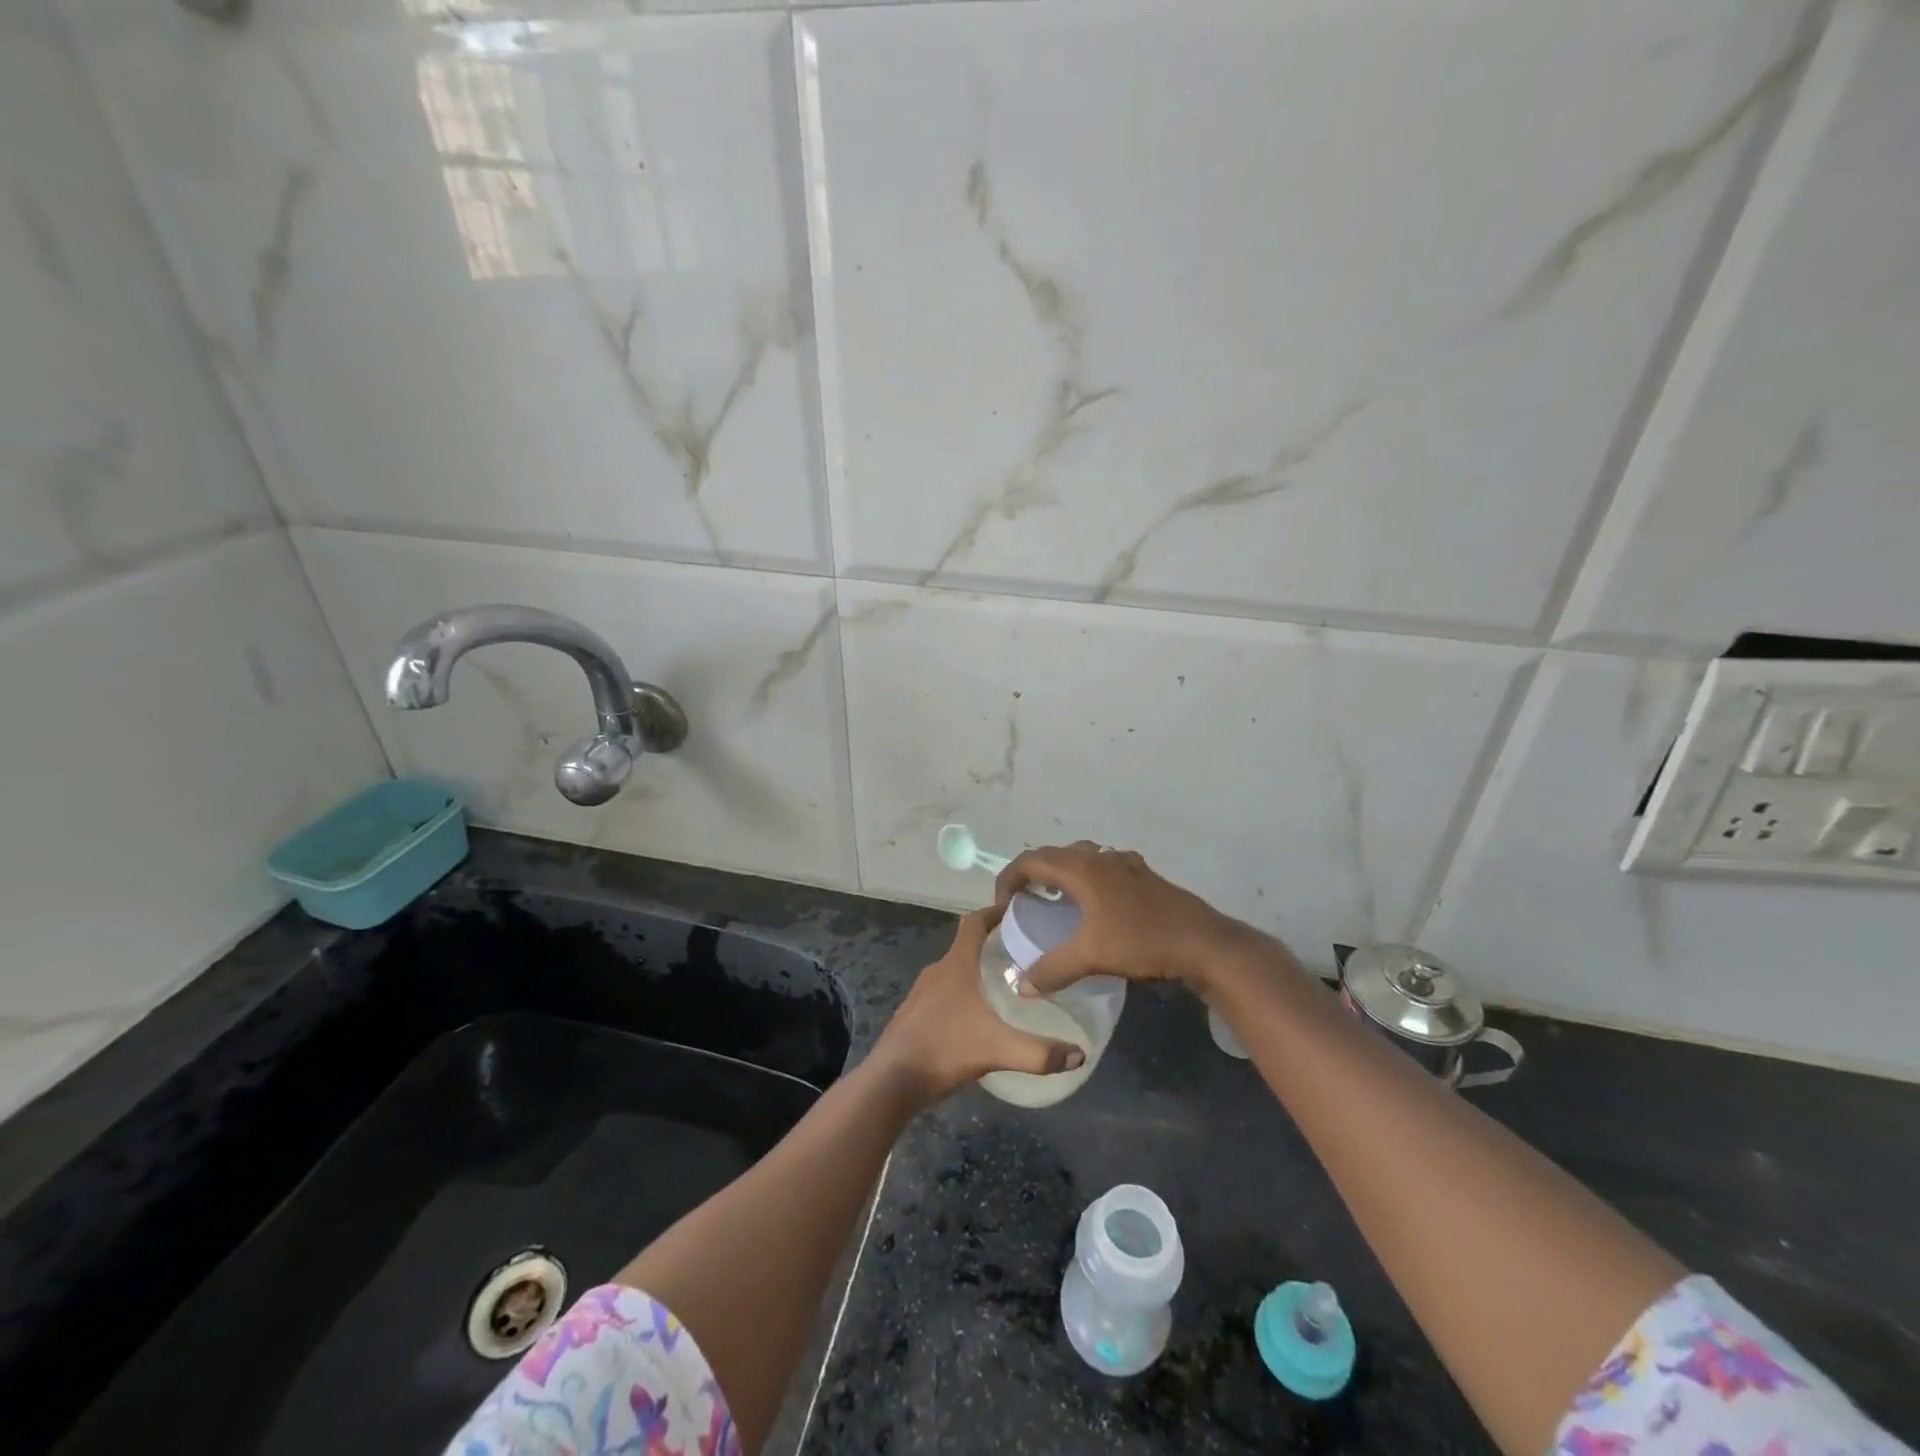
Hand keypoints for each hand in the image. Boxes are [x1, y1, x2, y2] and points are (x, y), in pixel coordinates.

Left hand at [867, 907, 1086, 1105]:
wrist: (891, 1081)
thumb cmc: (944, 1050)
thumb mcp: (996, 1050)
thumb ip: (1039, 1052)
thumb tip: (1080, 1053)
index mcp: (955, 965)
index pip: (974, 922)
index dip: (994, 912)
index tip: (1018, 911)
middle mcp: (937, 971)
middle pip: (966, 945)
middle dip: (993, 945)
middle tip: (1024, 954)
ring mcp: (921, 993)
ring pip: (954, 971)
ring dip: (976, 971)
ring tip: (1006, 985)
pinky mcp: (914, 1015)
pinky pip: (944, 993)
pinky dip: (963, 994)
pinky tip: (978, 1017)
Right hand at [993, 841, 1268, 996]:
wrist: (1203, 942)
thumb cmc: (1142, 941)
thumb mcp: (1092, 957)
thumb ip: (1052, 970)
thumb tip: (1021, 986)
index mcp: (1082, 869)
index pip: (1031, 860)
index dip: (1009, 877)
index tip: (1002, 903)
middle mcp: (1100, 858)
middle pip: (1055, 854)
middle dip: (1033, 872)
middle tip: (1023, 899)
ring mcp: (1125, 863)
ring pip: (1082, 857)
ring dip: (1062, 871)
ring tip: (1055, 898)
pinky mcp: (1144, 875)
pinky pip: (1104, 866)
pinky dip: (1088, 877)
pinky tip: (1096, 903)